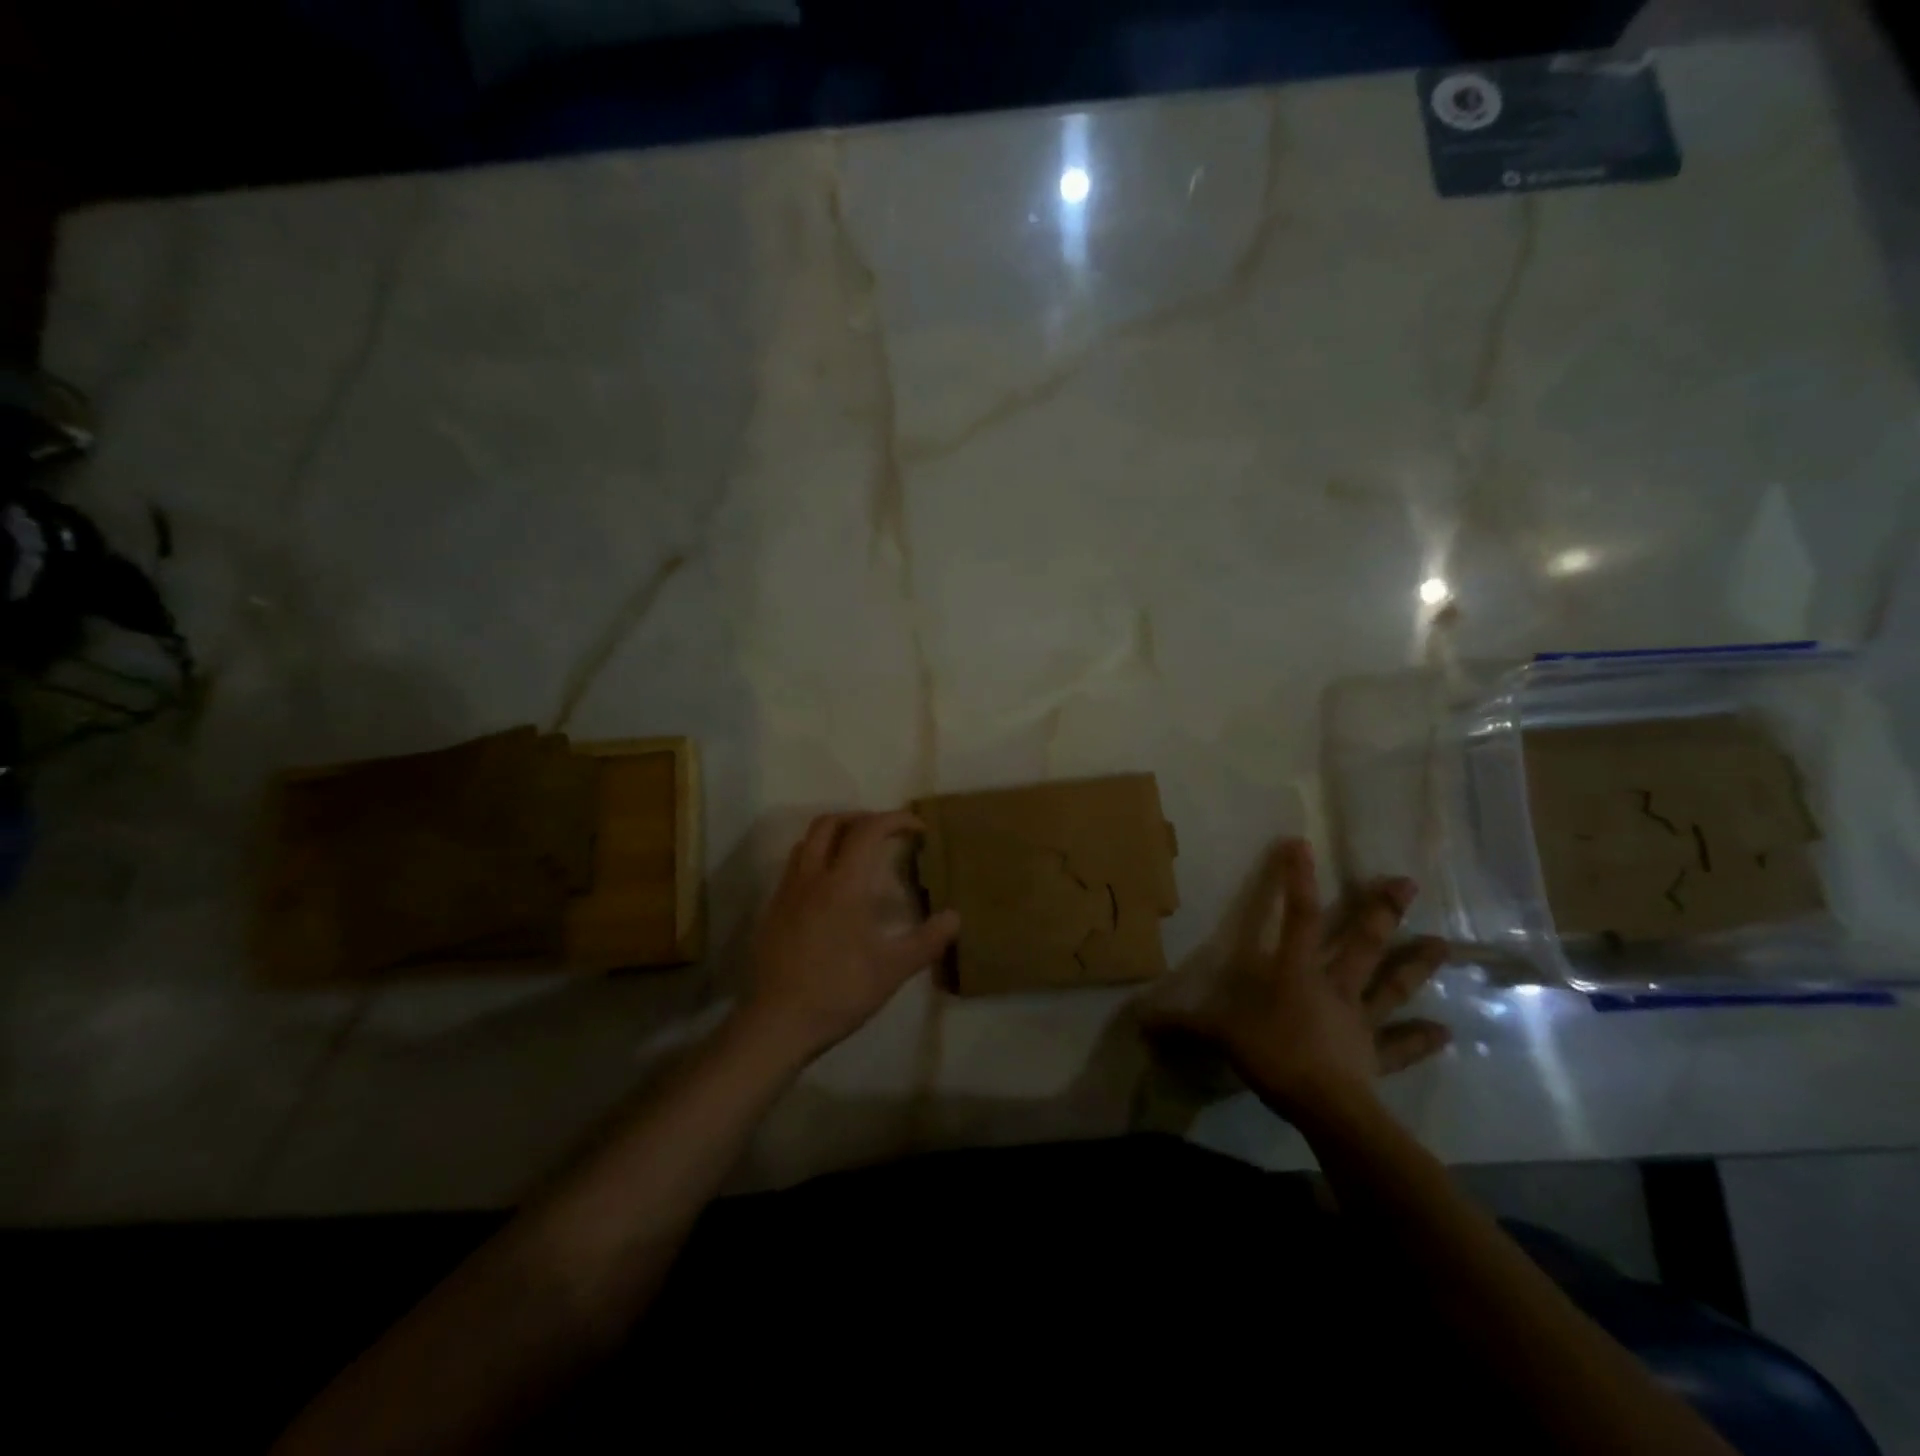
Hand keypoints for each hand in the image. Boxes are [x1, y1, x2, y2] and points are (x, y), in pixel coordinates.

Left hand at [737, 811, 959, 1066]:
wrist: (777, 1023)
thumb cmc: (839, 991)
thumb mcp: (893, 970)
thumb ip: (927, 940)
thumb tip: (955, 917)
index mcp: (843, 884)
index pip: (868, 830)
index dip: (895, 820)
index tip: (917, 828)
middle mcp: (811, 878)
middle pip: (829, 823)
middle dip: (861, 818)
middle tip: (885, 833)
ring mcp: (786, 893)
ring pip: (807, 842)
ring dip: (834, 835)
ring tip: (858, 853)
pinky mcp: (772, 911)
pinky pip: (794, 867)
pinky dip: (816, 860)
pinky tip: (830, 890)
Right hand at [1146, 838, 1449, 1123]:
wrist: (1326, 1108)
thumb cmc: (1274, 1057)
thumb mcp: (1220, 1036)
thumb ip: (1184, 1025)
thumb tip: (1141, 1021)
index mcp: (1295, 973)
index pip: (1297, 917)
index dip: (1297, 880)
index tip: (1301, 845)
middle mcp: (1334, 987)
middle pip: (1361, 942)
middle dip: (1381, 910)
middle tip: (1408, 882)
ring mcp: (1360, 1020)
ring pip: (1392, 985)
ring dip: (1416, 965)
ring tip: (1443, 943)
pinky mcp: (1376, 1055)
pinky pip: (1401, 1045)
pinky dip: (1422, 1039)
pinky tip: (1447, 1032)